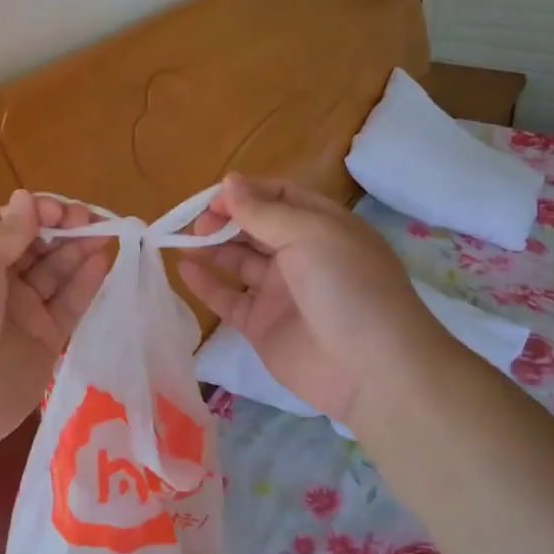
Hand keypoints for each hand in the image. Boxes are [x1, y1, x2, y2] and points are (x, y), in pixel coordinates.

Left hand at [0, 191, 110, 486]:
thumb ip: (7, 230)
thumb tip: (27, 199)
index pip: (8, 223)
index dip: (37, 211)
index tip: (61, 211)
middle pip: (36, 245)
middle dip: (63, 227)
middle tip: (91, 221)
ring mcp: (21, 313)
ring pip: (56, 272)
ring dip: (79, 250)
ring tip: (106, 234)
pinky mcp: (46, 342)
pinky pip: (70, 305)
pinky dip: (87, 282)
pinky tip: (102, 262)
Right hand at [179, 174, 439, 425]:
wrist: (372, 370)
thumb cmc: (348, 287)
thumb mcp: (311, 235)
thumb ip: (264, 211)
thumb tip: (229, 182)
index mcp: (321, 226)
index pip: (278, 197)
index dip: (245, 193)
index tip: (213, 200)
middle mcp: (301, 255)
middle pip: (254, 228)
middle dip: (223, 220)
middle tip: (194, 224)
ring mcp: (281, 292)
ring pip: (238, 261)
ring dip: (211, 248)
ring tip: (180, 241)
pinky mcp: (263, 326)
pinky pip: (229, 298)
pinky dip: (206, 284)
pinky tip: (184, 269)